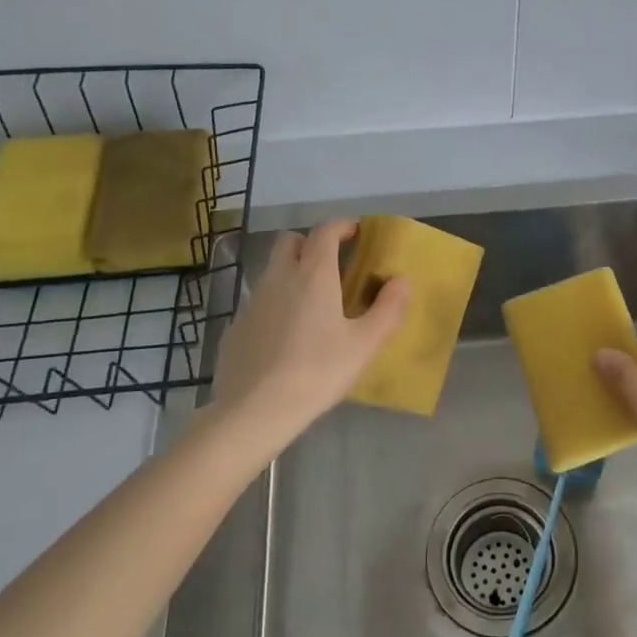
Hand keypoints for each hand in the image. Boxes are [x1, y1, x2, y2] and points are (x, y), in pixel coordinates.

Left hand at [210, 220, 407, 459]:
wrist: (254, 411)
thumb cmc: (317, 372)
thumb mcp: (364, 345)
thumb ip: (388, 309)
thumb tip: (401, 280)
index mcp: (313, 274)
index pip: (325, 230)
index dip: (342, 225)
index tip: (357, 232)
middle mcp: (279, 278)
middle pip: (290, 241)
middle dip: (311, 243)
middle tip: (332, 265)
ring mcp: (252, 302)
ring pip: (272, 272)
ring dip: (292, 274)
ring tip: (312, 306)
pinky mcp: (235, 328)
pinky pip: (259, 303)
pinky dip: (275, 306)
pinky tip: (286, 338)